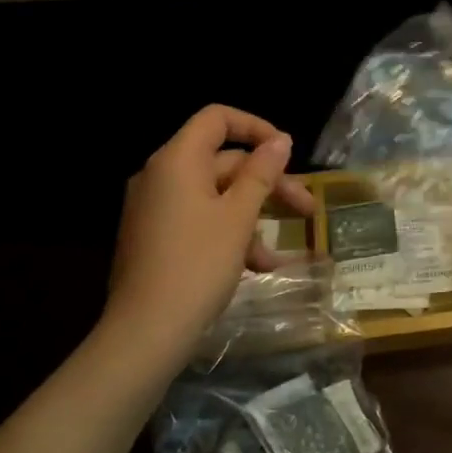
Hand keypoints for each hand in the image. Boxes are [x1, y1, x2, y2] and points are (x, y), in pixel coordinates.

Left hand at [103, 105, 316, 360]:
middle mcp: (160, 176)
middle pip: (223, 161)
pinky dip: (229, 233)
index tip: (287, 153)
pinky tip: (257, 266)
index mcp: (177, 161)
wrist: (145, 333)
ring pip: (216, 195)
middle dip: (267, 183)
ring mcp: (155, 208)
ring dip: (253, 216)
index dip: (256, 128)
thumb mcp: (239, 217)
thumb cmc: (197, 265)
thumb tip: (280, 140)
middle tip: (306, 208)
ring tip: (279, 253)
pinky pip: (199, 219)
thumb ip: (261, 173)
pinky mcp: (154, 237)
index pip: (217, 119)